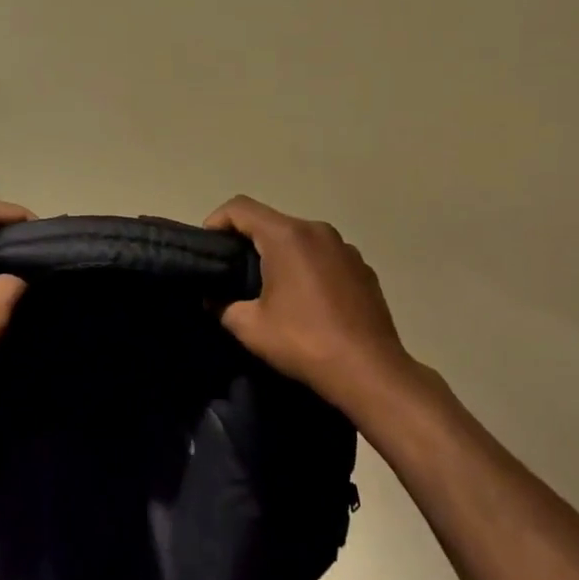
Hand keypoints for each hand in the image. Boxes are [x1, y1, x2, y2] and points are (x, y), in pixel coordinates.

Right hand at [204, 195, 428, 421]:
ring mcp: (345, 248)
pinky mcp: (363, 268)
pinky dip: (307, 267)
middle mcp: (318, 230)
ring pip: (299, 238)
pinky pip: (324, 256)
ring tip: (269, 287)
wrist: (370, 371)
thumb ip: (223, 306)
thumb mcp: (250, 328)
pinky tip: (306, 300)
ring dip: (279, 253)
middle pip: (271, 221)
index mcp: (287, 236)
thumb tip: (214, 300)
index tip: (208, 248)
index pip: (240, 208)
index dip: (216, 222)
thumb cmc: (305, 342)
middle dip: (247, 240)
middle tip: (232, 271)